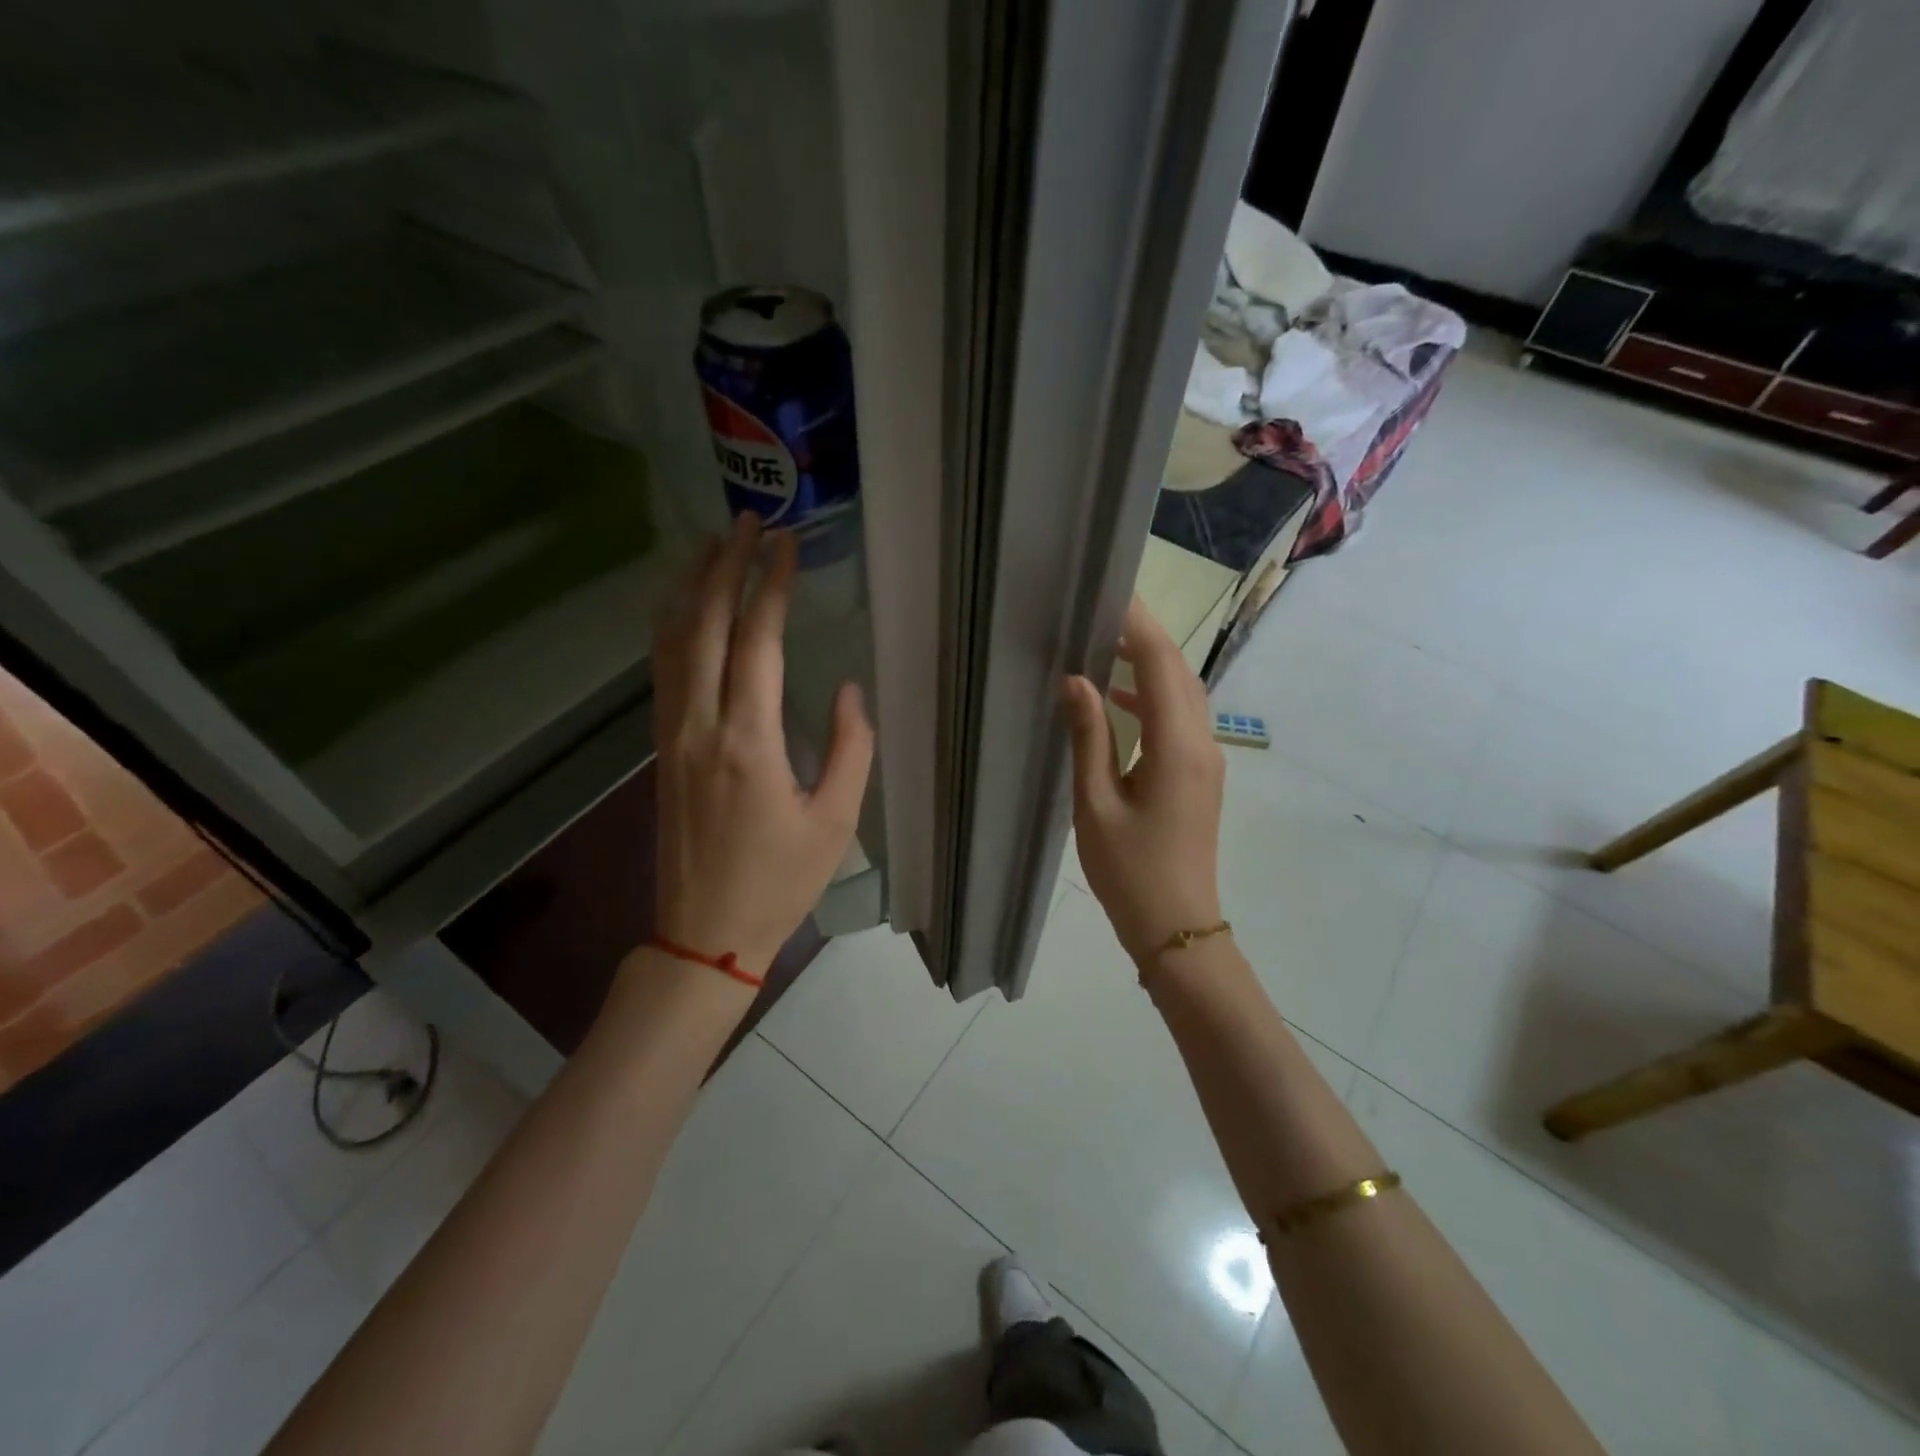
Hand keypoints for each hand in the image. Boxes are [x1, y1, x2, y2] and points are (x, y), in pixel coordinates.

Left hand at [650, 514, 873, 979]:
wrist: (705, 931)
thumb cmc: (779, 881)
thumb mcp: (835, 821)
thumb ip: (851, 749)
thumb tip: (850, 689)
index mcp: (749, 742)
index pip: (757, 643)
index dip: (771, 587)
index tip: (786, 544)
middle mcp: (701, 726)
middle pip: (704, 627)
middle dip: (726, 567)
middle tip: (749, 522)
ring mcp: (673, 735)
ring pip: (672, 643)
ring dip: (690, 588)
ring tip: (712, 545)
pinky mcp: (663, 749)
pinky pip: (662, 671)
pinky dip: (671, 627)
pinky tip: (682, 609)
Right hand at [1061, 597, 1224, 963]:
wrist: (1176, 927)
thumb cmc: (1130, 871)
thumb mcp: (1096, 805)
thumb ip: (1088, 737)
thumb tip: (1075, 680)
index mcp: (1177, 746)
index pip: (1160, 665)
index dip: (1137, 626)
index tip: (1109, 594)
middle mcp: (1201, 744)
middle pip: (1178, 672)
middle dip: (1145, 637)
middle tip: (1102, 612)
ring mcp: (1207, 760)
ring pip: (1182, 694)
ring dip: (1149, 666)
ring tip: (1104, 646)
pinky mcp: (1200, 776)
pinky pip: (1180, 720)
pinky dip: (1152, 699)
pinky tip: (1117, 702)